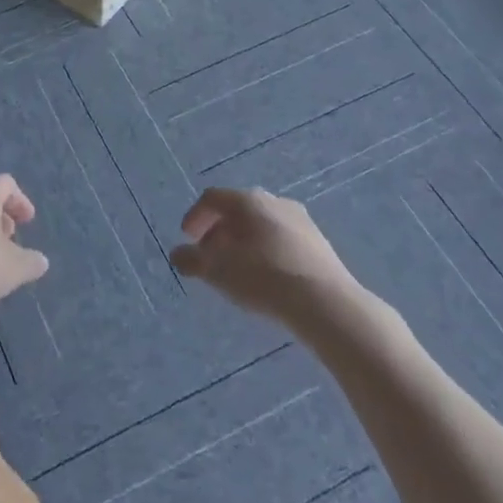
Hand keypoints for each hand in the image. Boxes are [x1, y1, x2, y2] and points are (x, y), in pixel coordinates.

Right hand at [171, 188, 361, 328]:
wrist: (326, 303)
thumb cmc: (264, 278)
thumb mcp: (218, 271)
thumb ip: (192, 260)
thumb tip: (177, 255)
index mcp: (247, 200)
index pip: (212, 198)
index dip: (195, 216)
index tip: (187, 238)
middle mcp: (274, 201)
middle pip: (237, 210)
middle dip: (219, 231)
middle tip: (210, 255)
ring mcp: (300, 220)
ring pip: (261, 224)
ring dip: (243, 242)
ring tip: (237, 269)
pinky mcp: (318, 242)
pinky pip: (281, 239)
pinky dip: (266, 251)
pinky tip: (266, 277)